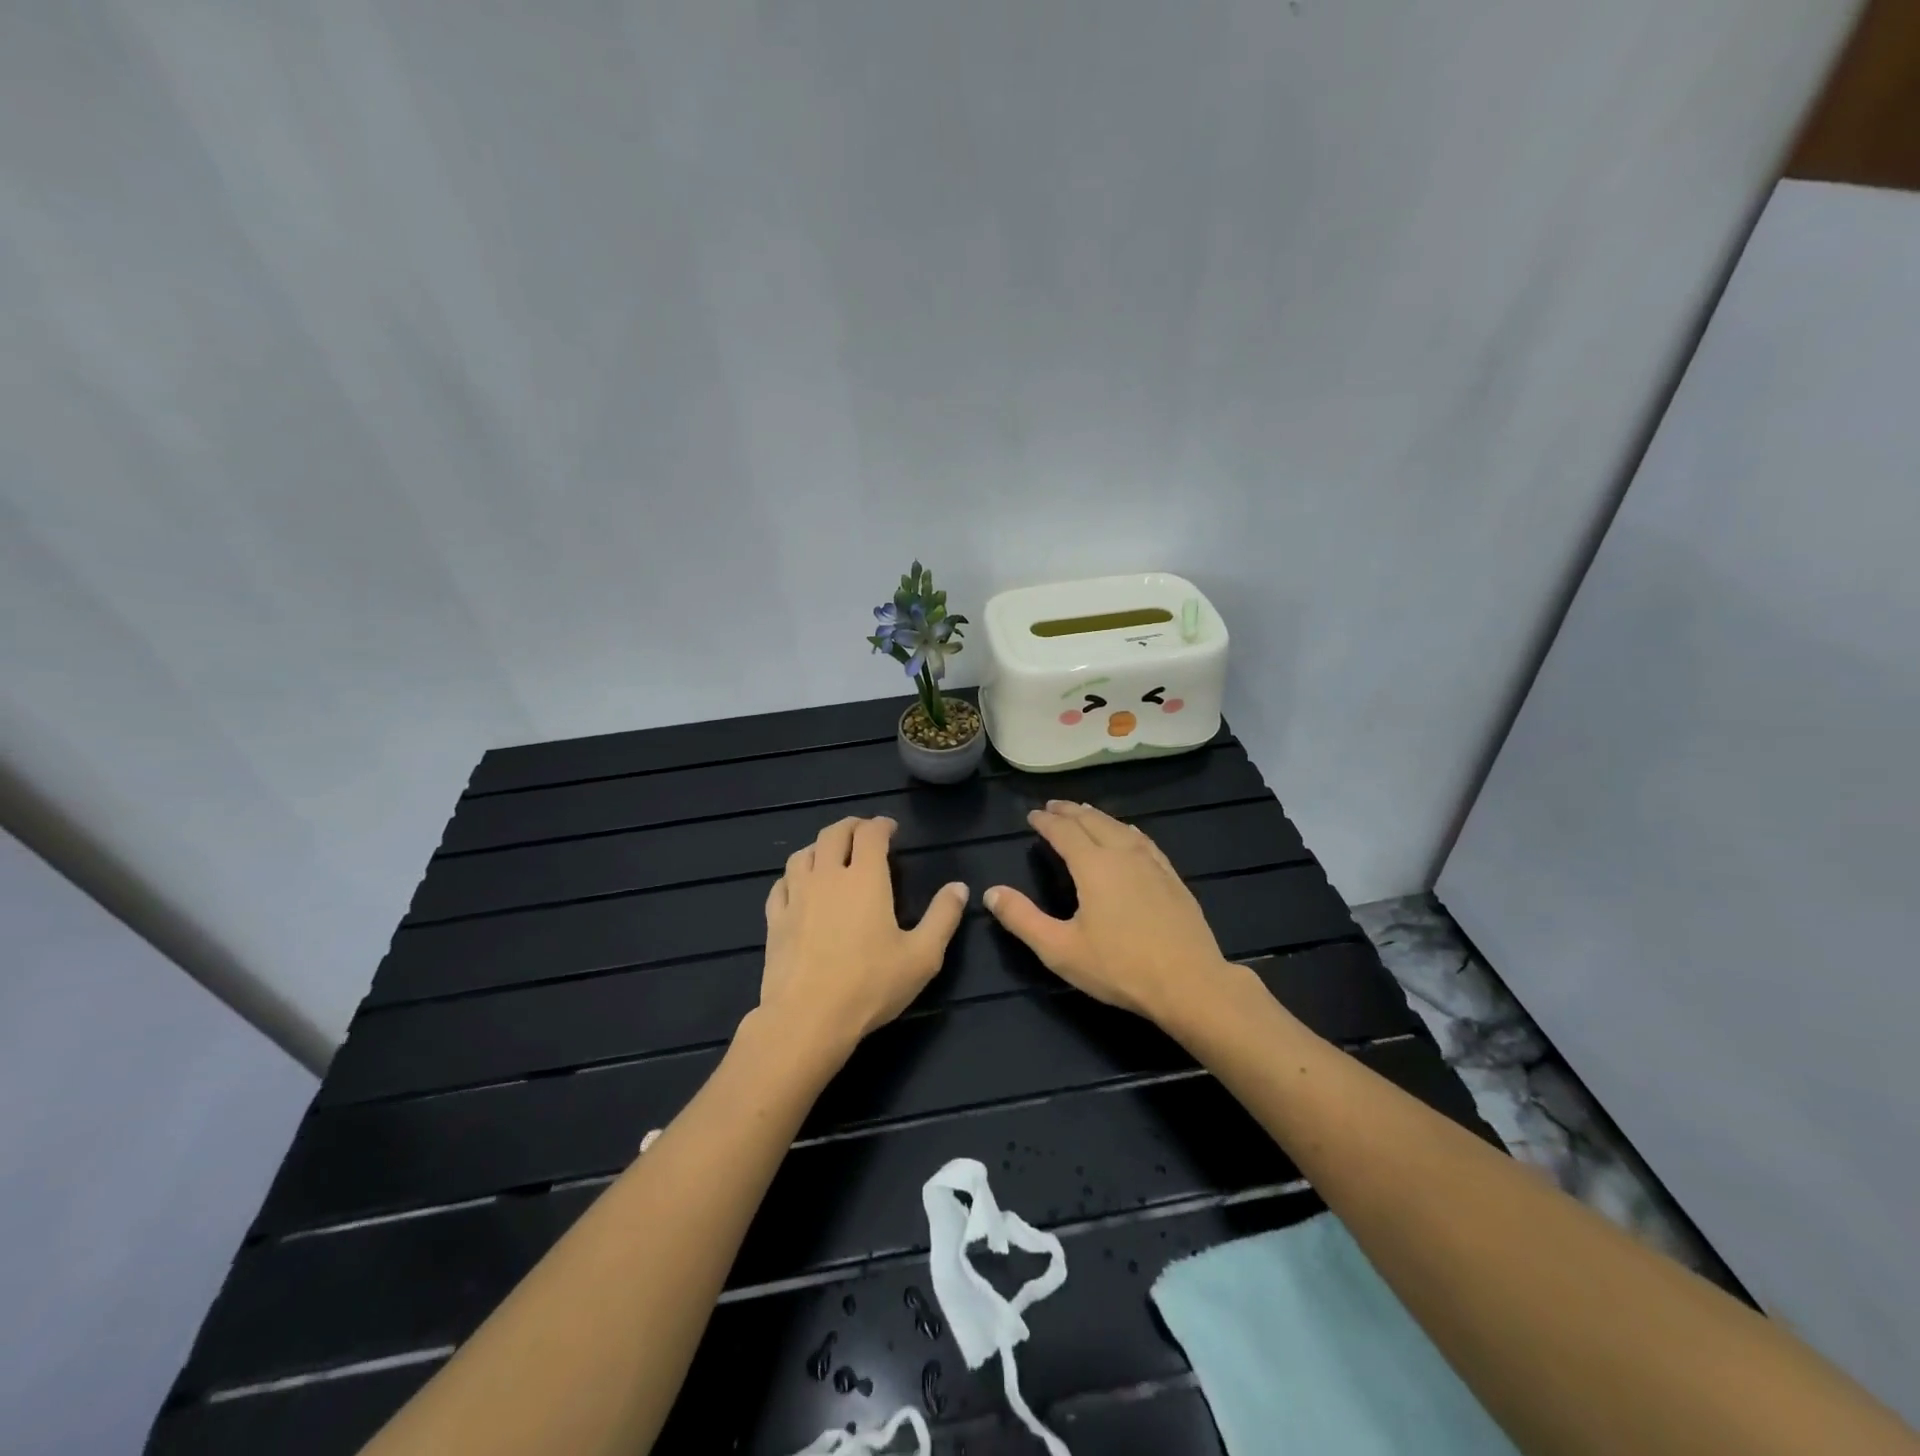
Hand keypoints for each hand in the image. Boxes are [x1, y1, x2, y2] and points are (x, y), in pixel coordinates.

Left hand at [758, 815, 968, 1051]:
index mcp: (864, 878)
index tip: (891, 828)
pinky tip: (798, 886)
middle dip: (851, 826)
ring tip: (830, 853)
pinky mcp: (775, 920)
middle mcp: (827, 876)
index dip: (881, 825)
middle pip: (833, 834)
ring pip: (803, 854)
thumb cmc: (870, 985)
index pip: (870, 834)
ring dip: (819, 846)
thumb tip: (959, 887)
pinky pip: (782, 884)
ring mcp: (796, 896)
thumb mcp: (922, 956)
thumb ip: (943, 917)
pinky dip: (794, 876)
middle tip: (863, 832)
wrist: (807, 1019)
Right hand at [984, 801, 1231, 1021]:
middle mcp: (1123, 854)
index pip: (1064, 832)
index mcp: (1094, 866)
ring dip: (1098, 817)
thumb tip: (991, 892)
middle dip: (1070, 811)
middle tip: (1054, 805)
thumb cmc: (1120, 968)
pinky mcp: (1172, 878)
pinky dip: (1127, 830)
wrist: (1190, 984)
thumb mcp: (1060, 949)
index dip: (1046, 822)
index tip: (1032, 815)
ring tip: (1085, 813)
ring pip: (1120, 827)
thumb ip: (1022, 919)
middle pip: (1093, 821)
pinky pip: (1144, 841)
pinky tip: (1129, 836)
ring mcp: (1152, 864)